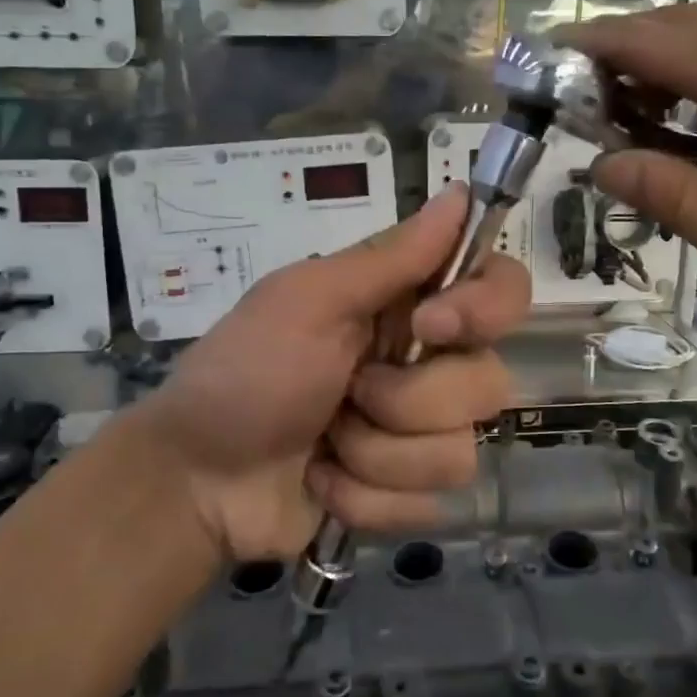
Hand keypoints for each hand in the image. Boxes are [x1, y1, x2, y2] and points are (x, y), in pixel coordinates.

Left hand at [146, 185, 530, 560]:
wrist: (195, 481)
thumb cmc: (246, 373)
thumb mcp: (308, 301)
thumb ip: (390, 256)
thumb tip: (460, 192)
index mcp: (408, 306)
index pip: (502, 288)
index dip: (486, 308)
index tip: (431, 328)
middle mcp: (428, 365)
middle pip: (489, 382)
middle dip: (407, 401)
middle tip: (346, 394)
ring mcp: (420, 434)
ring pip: (459, 452)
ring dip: (376, 454)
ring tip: (325, 444)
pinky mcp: (407, 493)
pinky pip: (428, 504)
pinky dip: (364, 497)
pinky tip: (323, 481)